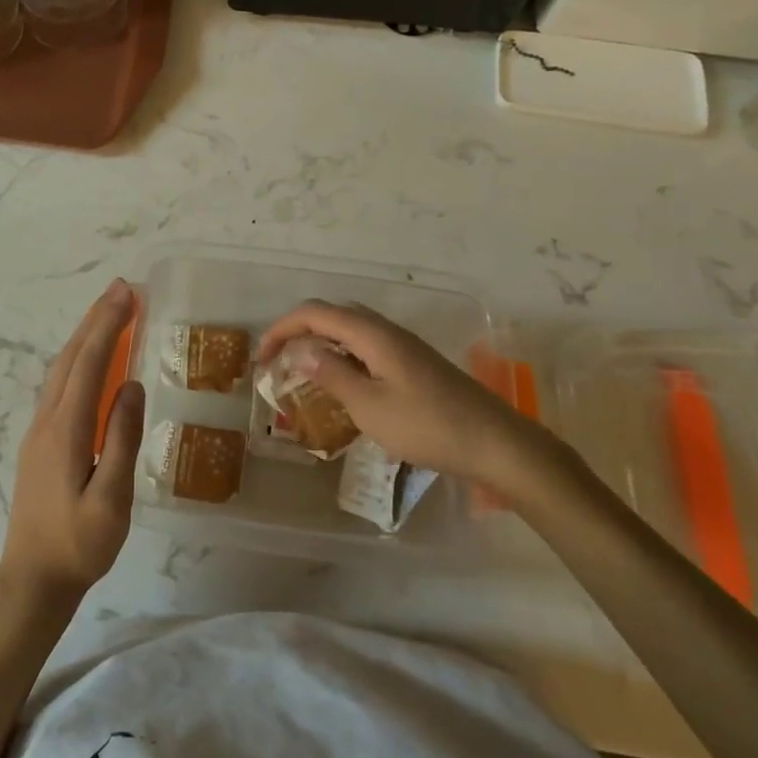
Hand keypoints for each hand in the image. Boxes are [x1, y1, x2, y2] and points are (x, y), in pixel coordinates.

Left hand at [0, 280, 144, 606]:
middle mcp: (47, 420)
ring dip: (86, 336)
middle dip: (96, 319)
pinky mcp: (39, 442)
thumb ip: (122, 439)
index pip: (90, 363)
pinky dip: (78, 360)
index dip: (109, 325)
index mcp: (65, 429)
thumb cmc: (78, 545)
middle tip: (122, 289)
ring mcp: (38, 430)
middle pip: (71, 357)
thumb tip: (132, 385)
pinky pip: (59, 386)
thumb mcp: (111, 499)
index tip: (128, 294)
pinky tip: (91, 361)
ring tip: (110, 313)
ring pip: (61, 369)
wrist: (31, 579)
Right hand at [257, 300, 560, 494]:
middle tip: (278, 363)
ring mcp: (404, 346)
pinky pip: (367, 347)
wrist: (496, 444)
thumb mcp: (370, 406)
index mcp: (372, 334)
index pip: (314, 313)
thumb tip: (300, 350)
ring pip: (351, 330)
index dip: (281, 329)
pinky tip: (342, 386)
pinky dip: (343, 357)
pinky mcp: (415, 363)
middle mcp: (386, 331)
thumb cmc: (428, 426)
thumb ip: (332, 374)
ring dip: (321, 343)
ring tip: (303, 373)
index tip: (261, 359)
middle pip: (332, 315)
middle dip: (298, 332)